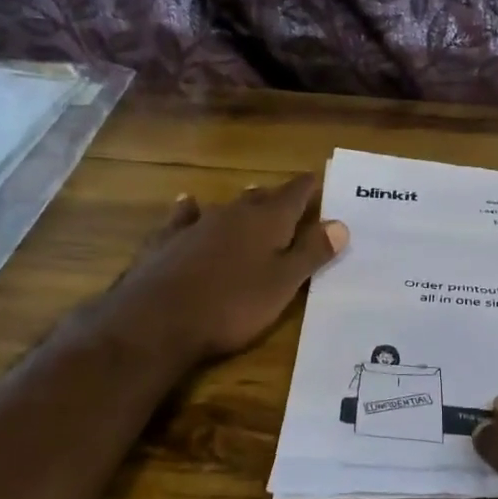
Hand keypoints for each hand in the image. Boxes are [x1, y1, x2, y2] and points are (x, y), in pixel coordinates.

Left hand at [101, 174, 347, 366]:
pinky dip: (191, 210)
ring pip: (225, 207)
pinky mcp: (166, 241)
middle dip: (277, 198)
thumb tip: (340, 223)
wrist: (157, 319)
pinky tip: (188, 205)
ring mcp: (195, 225)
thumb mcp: (282, 284)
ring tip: (251, 197)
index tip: (318, 179)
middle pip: (260, 198)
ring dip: (241, 204)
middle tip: (290, 198)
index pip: (294, 195)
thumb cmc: (232, 305)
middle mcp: (232, 214)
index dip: (308, 188)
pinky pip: (184, 217)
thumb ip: (311, 253)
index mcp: (266, 222)